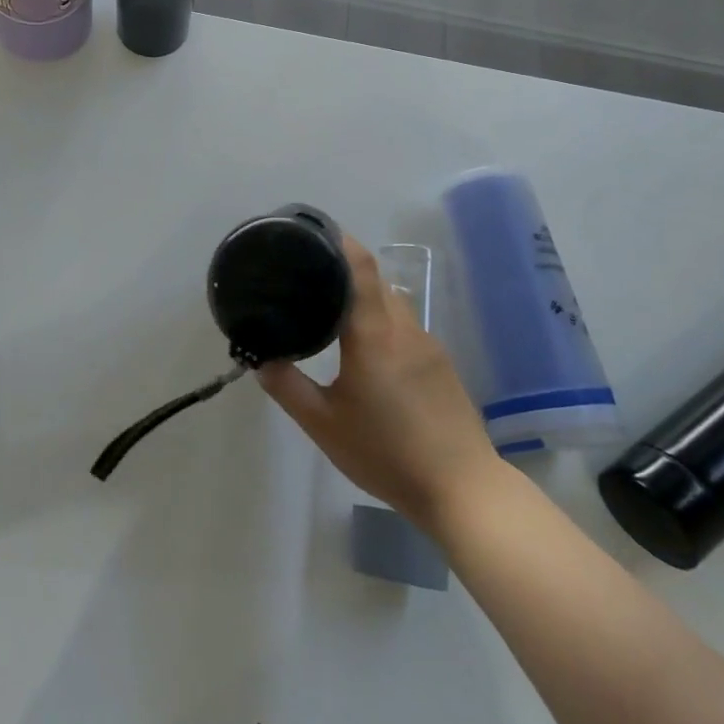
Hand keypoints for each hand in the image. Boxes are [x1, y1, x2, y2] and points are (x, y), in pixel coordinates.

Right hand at [256, 236, 500, 533]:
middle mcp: (405, 329)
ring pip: (393, 304)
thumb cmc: (387, 453)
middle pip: (376, 281)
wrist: (463, 490)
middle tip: (310, 278)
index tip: (315, 233)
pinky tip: (368, 350)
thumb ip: (289, 388)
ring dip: (366, 299)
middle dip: (345, 272)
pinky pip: (406, 327)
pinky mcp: (442, 365)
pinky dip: (383, 322)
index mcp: (374, 334)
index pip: (361, 268)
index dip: (340, 242)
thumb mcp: (324, 425)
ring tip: (334, 311)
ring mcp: (429, 346)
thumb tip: (261, 359)